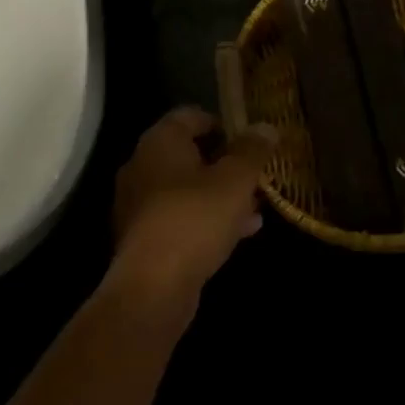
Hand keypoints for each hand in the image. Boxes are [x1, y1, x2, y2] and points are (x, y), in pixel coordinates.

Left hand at [111, 107, 274, 306]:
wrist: (153, 290)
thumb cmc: (196, 218)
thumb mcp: (236, 179)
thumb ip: (253, 150)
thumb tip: (265, 127)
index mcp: (160, 142)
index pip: (191, 115)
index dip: (223, 123)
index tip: (250, 140)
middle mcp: (142, 166)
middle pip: (190, 153)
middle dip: (226, 163)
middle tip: (256, 174)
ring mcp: (139, 205)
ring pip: (187, 188)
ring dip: (220, 193)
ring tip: (255, 206)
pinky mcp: (143, 239)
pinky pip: (180, 217)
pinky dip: (207, 219)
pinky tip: (240, 232)